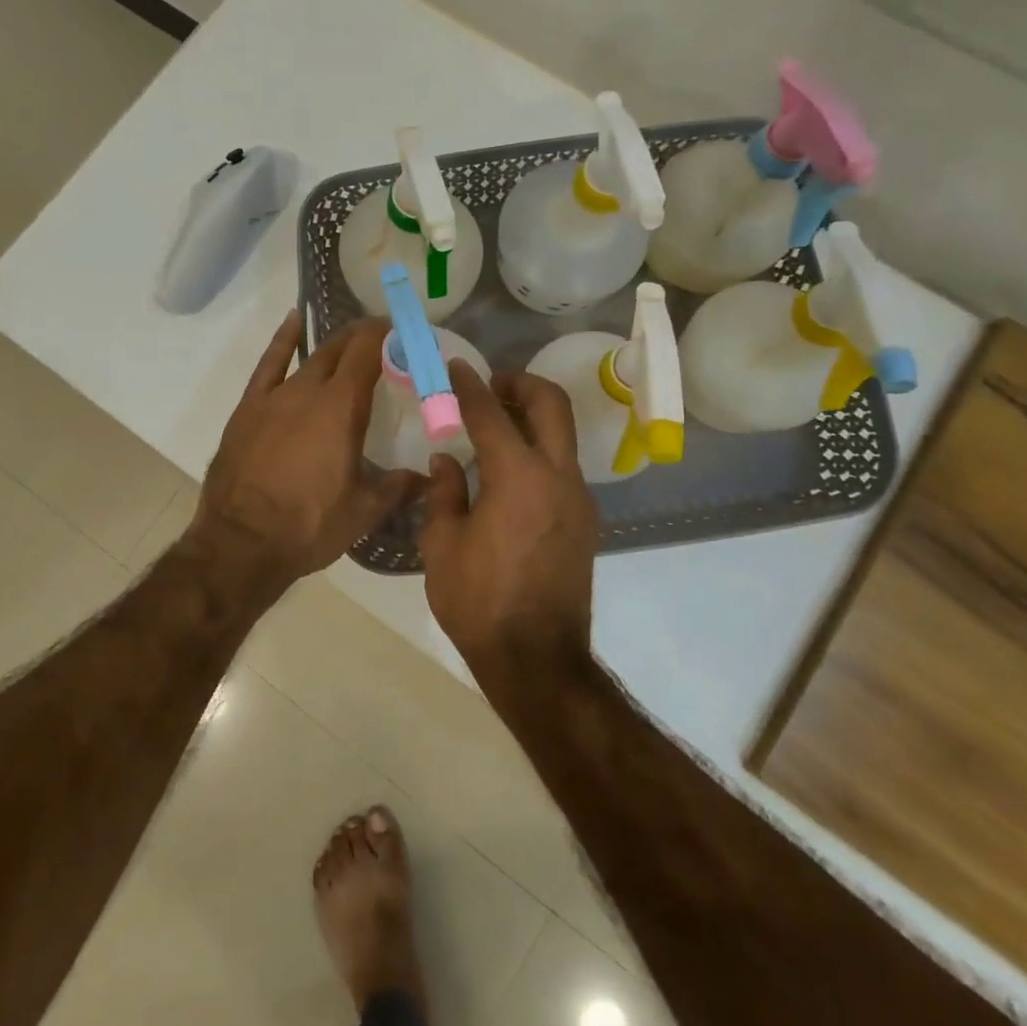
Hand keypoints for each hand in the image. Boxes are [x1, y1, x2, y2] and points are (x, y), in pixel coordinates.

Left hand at [189, 311, 421, 597]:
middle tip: (384, 340)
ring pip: (310, 357)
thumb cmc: (309, 525)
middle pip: (340, 349)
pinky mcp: (249, 408)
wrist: (241, 543)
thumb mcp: (364, 511)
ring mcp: (274, 396)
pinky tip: (293, 321)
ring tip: (350, 339)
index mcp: (341, 408)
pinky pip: (269, 364)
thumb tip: (429, 476)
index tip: (404, 331)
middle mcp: (308, 390)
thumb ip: (399, 486)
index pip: (368, 352)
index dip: (386, 334)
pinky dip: (284, 340)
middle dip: (364, 338)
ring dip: (333, 346)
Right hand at [420, 362, 597, 680]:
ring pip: (562, 434)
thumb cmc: (479, 601)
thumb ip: (444, 493)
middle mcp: (557, 476)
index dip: (469, 386)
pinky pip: (562, 466)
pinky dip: (538, 451)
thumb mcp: (441, 545)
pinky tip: (508, 474)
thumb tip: (447, 460)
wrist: (536, 658)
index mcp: (518, 476)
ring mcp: (577, 498)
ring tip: (494, 427)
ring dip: (532, 417)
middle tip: (490, 386)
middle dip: (521, 383)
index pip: (491, 413)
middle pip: (551, 404)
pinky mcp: (584, 520)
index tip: (455, 367)